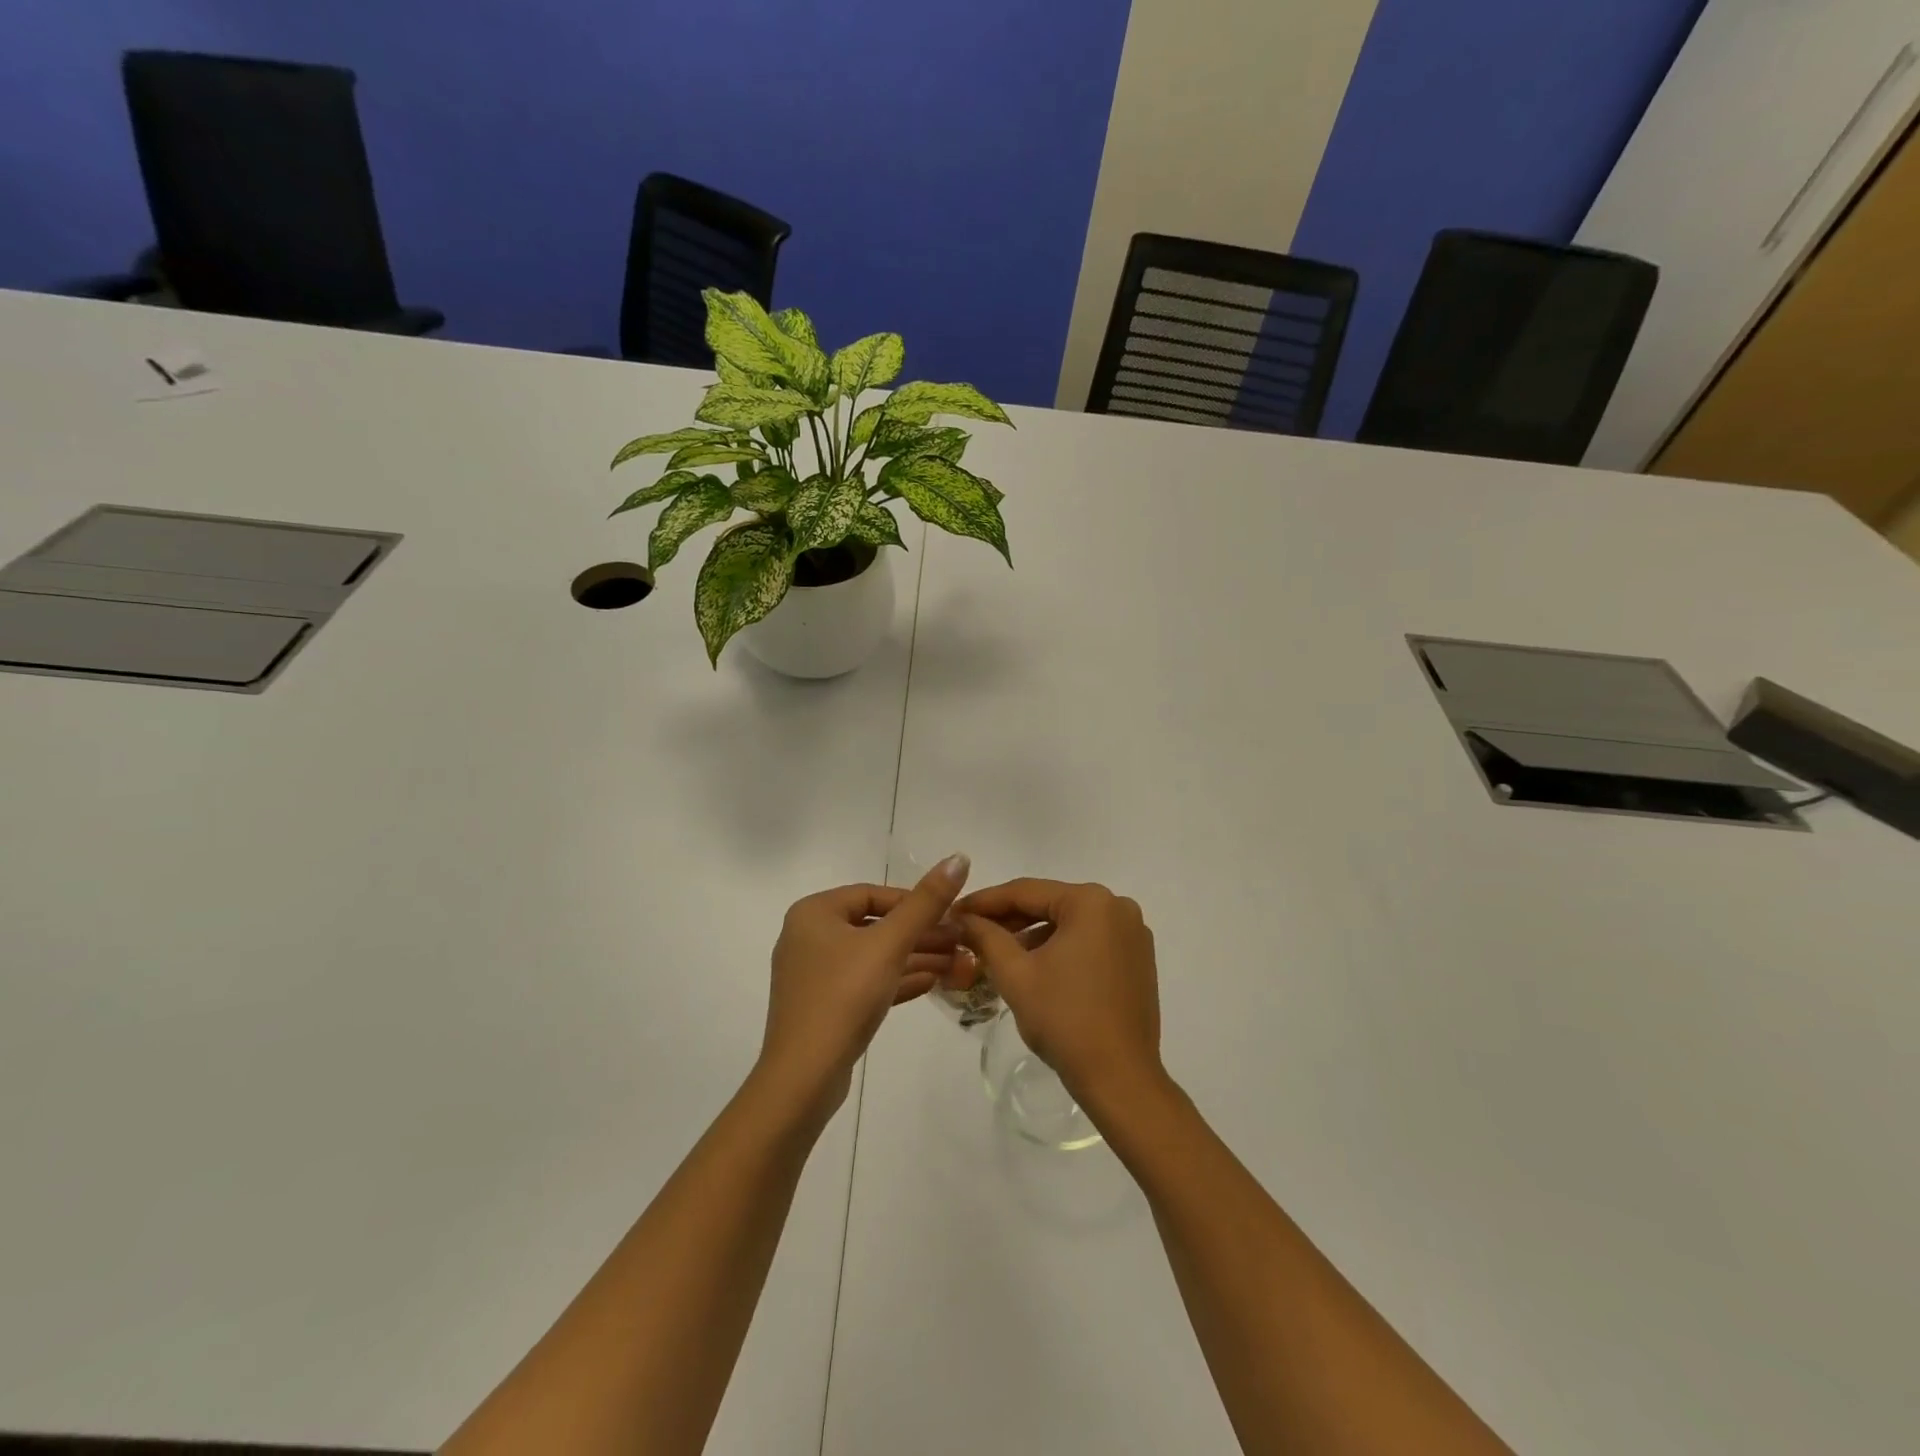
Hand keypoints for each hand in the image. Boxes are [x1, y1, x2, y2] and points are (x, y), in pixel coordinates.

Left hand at [758, 854, 970, 1121]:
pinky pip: (864, 982)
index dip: (915, 902)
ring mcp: (813, 974)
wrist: (804, 1077)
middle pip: (875, 926)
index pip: (873, 895)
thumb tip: (958, 857)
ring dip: (914, 958)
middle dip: (920, 934)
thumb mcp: (890, 944)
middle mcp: (808, 936)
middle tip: (961, 943)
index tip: (951, 916)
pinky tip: (932, 982)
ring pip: (873, 956)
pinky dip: (896, 980)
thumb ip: (925, 902)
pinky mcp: (822, 1006)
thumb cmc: (844, 997)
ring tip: (957, 963)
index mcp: (814, 912)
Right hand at [955, 879, 1163, 1111]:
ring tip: (996, 951)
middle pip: (1049, 904)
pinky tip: (1033, 965)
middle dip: (1009, 919)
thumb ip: (986, 936)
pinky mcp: (1138, 959)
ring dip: (1033, 934)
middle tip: (969, 930)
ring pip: (1069, 923)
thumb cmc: (1064, 1019)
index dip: (985, 901)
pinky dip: (1060, 948)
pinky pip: (1089, 940)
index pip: (1026, 891)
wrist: (1120, 1078)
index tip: (954, 910)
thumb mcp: (1015, 974)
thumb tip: (962, 918)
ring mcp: (1133, 933)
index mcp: (1091, 902)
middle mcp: (1117, 907)